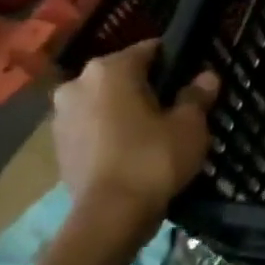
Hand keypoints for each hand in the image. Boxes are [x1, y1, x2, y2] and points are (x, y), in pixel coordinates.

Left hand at [52, 39, 218, 224]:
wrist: (110, 214)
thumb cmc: (154, 158)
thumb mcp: (190, 125)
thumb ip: (197, 95)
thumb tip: (206, 76)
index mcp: (110, 69)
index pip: (150, 50)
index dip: (175, 62)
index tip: (193, 80)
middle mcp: (78, 83)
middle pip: (123, 75)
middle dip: (148, 87)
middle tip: (176, 108)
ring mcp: (61, 115)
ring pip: (105, 101)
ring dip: (126, 110)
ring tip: (155, 132)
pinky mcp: (58, 144)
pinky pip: (92, 126)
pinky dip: (111, 131)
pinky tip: (133, 150)